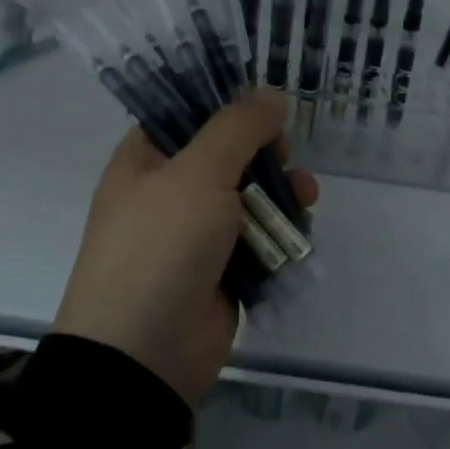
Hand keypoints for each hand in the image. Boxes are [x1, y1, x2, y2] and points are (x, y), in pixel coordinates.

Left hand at [52, 89, 317, 407]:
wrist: (144, 354)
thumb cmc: (161, 247)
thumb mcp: (198, 174)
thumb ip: (238, 128)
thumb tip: (271, 94)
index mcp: (146, 160)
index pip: (188, 114)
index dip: (227, 105)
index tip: (266, 106)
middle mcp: (169, 191)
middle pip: (228, 154)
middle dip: (265, 152)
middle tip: (284, 154)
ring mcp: (196, 233)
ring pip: (250, 196)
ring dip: (281, 192)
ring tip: (305, 196)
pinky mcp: (222, 269)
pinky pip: (260, 237)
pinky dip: (281, 231)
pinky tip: (301, 229)